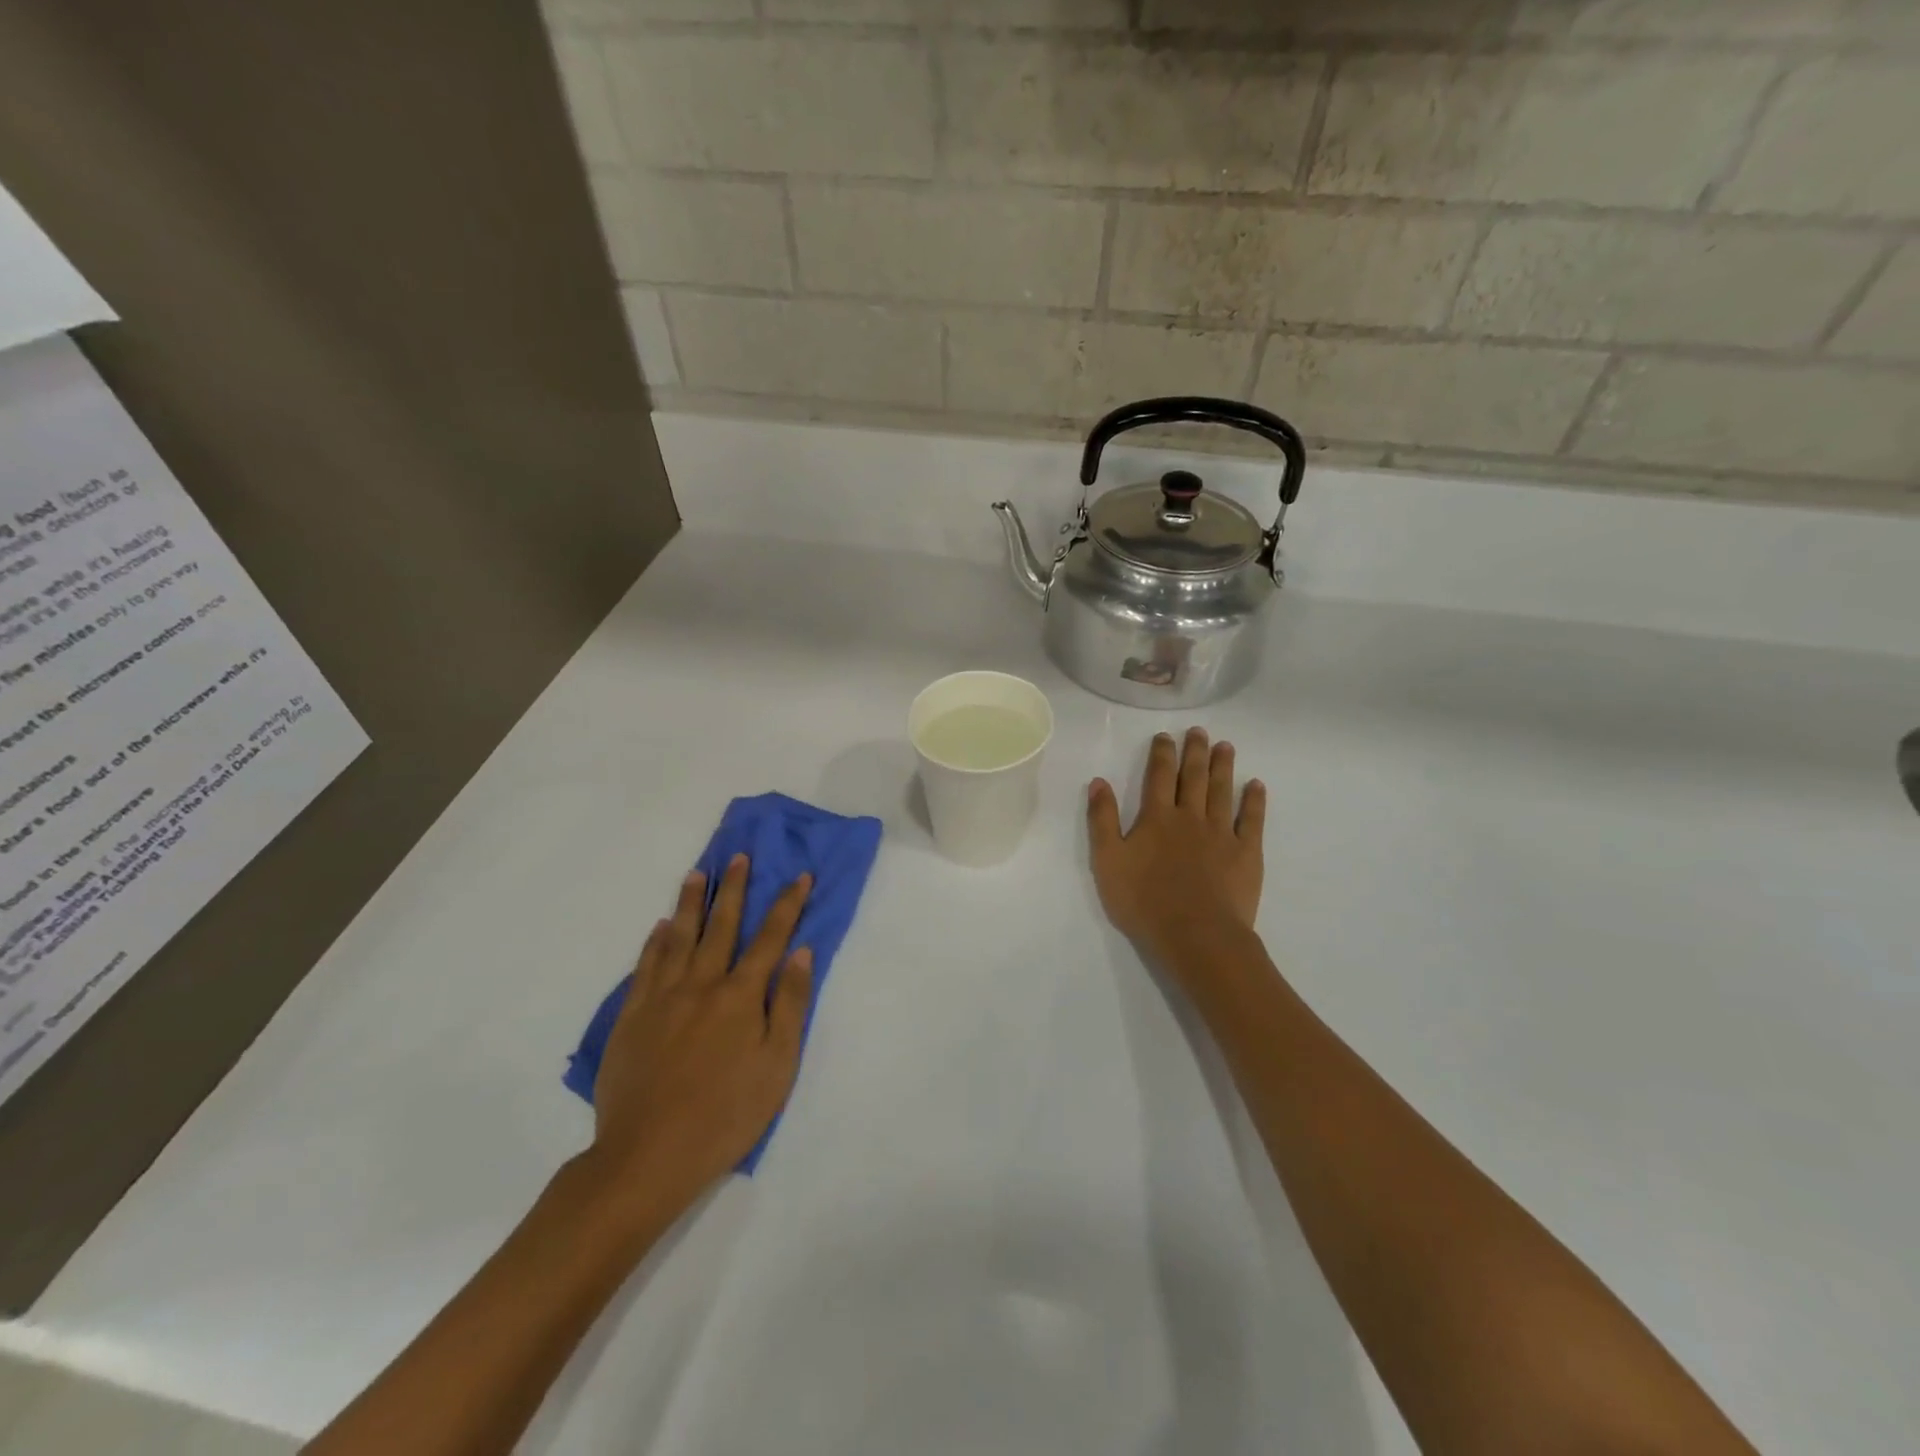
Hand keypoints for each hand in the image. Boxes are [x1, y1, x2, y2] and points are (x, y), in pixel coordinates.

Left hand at [585, 854, 813, 1223]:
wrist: (647, 1156)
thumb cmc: (726, 1115)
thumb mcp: (777, 1065)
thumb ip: (789, 1004)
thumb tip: (800, 952)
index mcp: (740, 996)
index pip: (770, 938)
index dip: (787, 905)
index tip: (800, 876)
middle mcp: (701, 984)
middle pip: (722, 926)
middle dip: (735, 889)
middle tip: (740, 857)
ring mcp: (662, 998)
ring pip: (679, 937)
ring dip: (691, 903)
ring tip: (698, 874)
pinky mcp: (631, 1017)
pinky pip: (645, 966)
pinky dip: (654, 942)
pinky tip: (660, 927)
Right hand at [1088, 727, 1265, 967]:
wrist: (1196, 934)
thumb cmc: (1144, 901)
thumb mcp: (1108, 861)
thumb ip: (1103, 819)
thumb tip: (1099, 781)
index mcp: (1157, 818)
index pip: (1159, 776)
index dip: (1162, 753)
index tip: (1165, 736)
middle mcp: (1191, 817)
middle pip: (1194, 777)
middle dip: (1195, 752)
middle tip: (1200, 731)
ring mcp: (1222, 834)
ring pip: (1223, 792)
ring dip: (1223, 767)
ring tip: (1226, 746)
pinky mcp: (1247, 853)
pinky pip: (1252, 820)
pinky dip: (1254, 801)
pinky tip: (1256, 786)